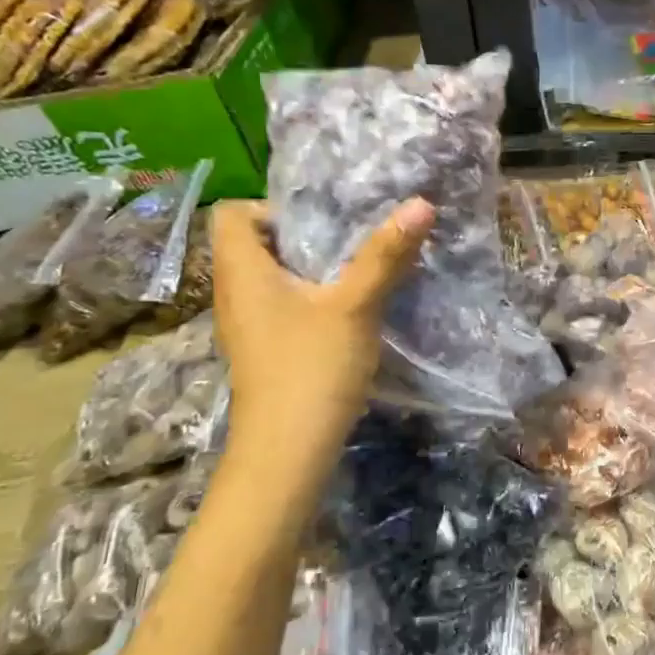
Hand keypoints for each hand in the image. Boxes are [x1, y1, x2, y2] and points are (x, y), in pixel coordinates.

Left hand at [211, 197, 434, 446]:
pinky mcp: (265, 349)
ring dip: (313, 269)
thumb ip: (385, 254)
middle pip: (257, 243)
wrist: (287, 451)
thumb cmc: (312, 367)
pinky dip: (312, 298)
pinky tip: (349, 310)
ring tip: (358, 269)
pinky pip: (284, 305)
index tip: (321, 221)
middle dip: (305, 235)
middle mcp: (235, 292)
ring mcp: (248, 325)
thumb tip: (421, 202)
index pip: (233, 213)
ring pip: (274, 277)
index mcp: (242, 270)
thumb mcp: (355, 306)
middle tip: (353, 238)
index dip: (271, 207)